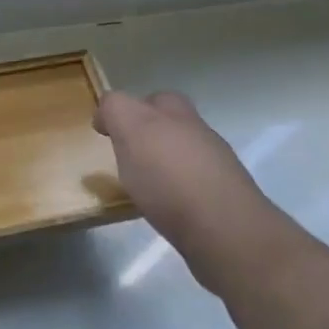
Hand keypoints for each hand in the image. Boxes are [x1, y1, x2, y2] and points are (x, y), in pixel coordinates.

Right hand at [95, 90, 281, 296]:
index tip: (104, 134)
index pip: (145, 99)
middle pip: (169, 117)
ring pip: (183, 148)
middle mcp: (196, 131)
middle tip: (125, 151)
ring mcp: (214, 163)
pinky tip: (165, 203)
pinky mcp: (221, 195)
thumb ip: (117, 112)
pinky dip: (176, 185)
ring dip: (163, 157)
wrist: (224, 229)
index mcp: (173, 113)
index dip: (121, 110)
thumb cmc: (169, 179)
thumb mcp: (133, 133)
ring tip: (142, 182)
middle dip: (147, 127)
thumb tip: (108, 114)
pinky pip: (192, 180)